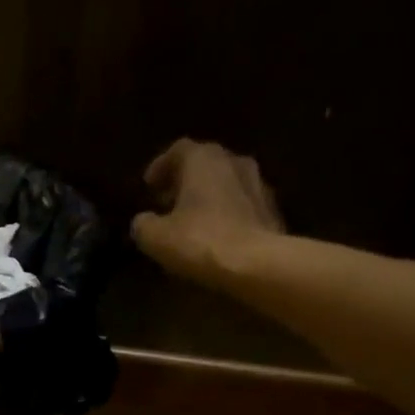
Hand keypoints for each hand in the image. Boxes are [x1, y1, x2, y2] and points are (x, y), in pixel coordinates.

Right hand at [130, 138, 284, 289]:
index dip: (160, 167)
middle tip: (167, 201)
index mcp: (203, 160)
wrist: (258, 264)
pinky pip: (241, 205)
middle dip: (184, 181)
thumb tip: (143, 221)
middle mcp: (234, 162)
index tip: (149, 186)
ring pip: (226, 183)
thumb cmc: (201, 241)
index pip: (178, 150)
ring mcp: (258, 185)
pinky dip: (225, 213)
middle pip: (205, 164)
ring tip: (191, 220)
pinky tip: (215, 235)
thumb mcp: (156, 237)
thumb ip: (143, 224)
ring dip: (207, 196)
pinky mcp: (272, 210)